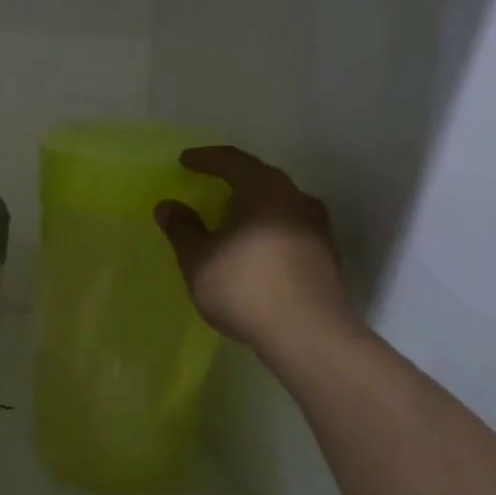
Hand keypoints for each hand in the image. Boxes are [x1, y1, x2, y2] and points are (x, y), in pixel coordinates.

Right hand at [154, 146, 355, 355]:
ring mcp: (317, 228)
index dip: (206, 158)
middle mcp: (296, 199)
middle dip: (234, 179)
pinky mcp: (327, 256)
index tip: (185, 161)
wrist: (310, 335)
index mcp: (264, 189)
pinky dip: (269, 229)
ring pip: (280, 204)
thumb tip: (168, 206)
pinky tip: (256, 248)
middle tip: (210, 184)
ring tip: (233, 217)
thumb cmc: (246, 287)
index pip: (232, 160)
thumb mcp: (198, 259)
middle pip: (261, 178)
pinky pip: (291, 228)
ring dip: (255, 206)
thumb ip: (182, 229)